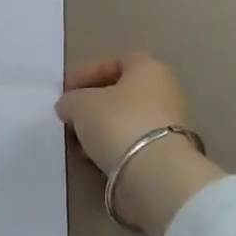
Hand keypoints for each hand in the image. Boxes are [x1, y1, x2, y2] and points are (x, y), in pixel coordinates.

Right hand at [56, 51, 223, 235]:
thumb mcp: (80, 104)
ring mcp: (170, 123)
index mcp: (148, 69)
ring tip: (77, 141)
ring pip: (126, 119)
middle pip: (121, 92)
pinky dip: (112, 146)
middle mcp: (165, 91)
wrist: (155, 173)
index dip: (87, 73)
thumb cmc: (117, 122)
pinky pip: (133, 142)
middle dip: (93, 103)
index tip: (65, 90)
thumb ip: (70, 100)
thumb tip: (69, 107)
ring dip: (100, 127)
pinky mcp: (168, 153)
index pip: (114, 61)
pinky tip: (93, 156)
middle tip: (70, 115)